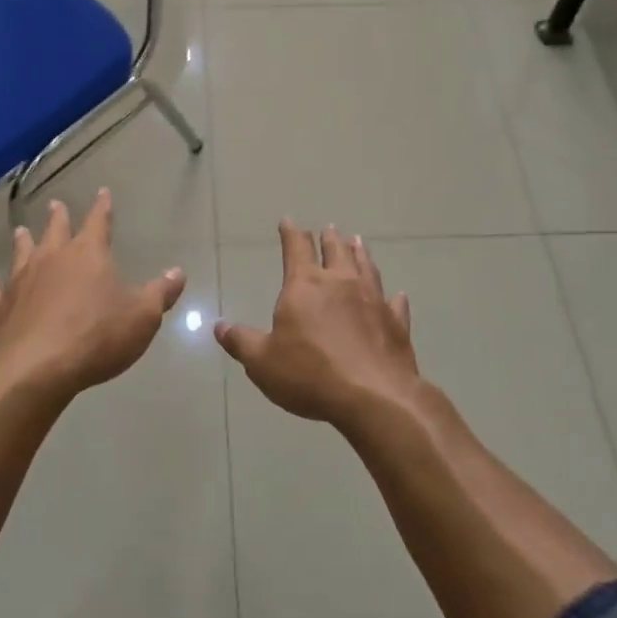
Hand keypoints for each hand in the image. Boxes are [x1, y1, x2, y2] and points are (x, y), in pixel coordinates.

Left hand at [0, 190, 186, 398]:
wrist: (37, 368)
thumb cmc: (97, 336)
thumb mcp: (142, 317)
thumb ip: (160, 293)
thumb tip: (177, 272)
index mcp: (88, 254)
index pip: (98, 222)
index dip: (102, 207)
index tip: (102, 192)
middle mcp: (52, 259)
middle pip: (55, 230)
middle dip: (58, 217)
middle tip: (56, 204)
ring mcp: (21, 281)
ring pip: (22, 253)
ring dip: (23, 241)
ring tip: (20, 231)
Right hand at [215, 221, 421, 429]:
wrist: (374, 397)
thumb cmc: (310, 374)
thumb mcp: (262, 362)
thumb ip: (241, 341)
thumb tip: (219, 326)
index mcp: (305, 285)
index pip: (296, 248)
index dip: (291, 232)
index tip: (289, 220)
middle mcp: (341, 283)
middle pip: (335, 251)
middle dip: (329, 238)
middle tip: (330, 228)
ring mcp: (373, 300)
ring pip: (366, 267)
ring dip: (361, 253)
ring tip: (358, 242)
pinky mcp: (396, 323)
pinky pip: (394, 304)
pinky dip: (393, 297)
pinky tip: (396, 295)